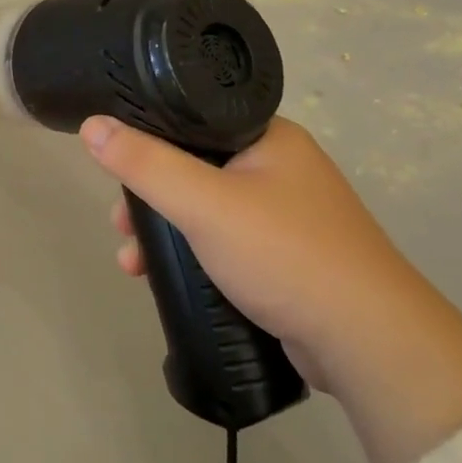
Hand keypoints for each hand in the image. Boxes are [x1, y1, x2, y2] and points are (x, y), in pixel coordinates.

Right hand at [82, 115, 461, 462]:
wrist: (369, 343)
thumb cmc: (285, 254)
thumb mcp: (203, 204)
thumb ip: (145, 164)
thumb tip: (92, 125)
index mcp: (269, 137)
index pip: (192, 119)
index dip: (146, 139)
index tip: (113, 169)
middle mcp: (281, 167)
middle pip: (193, 166)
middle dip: (148, 197)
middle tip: (120, 225)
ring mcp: (288, 214)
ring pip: (205, 208)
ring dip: (164, 231)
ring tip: (133, 263)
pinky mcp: (287, 256)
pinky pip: (224, 241)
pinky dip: (192, 254)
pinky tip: (167, 277)